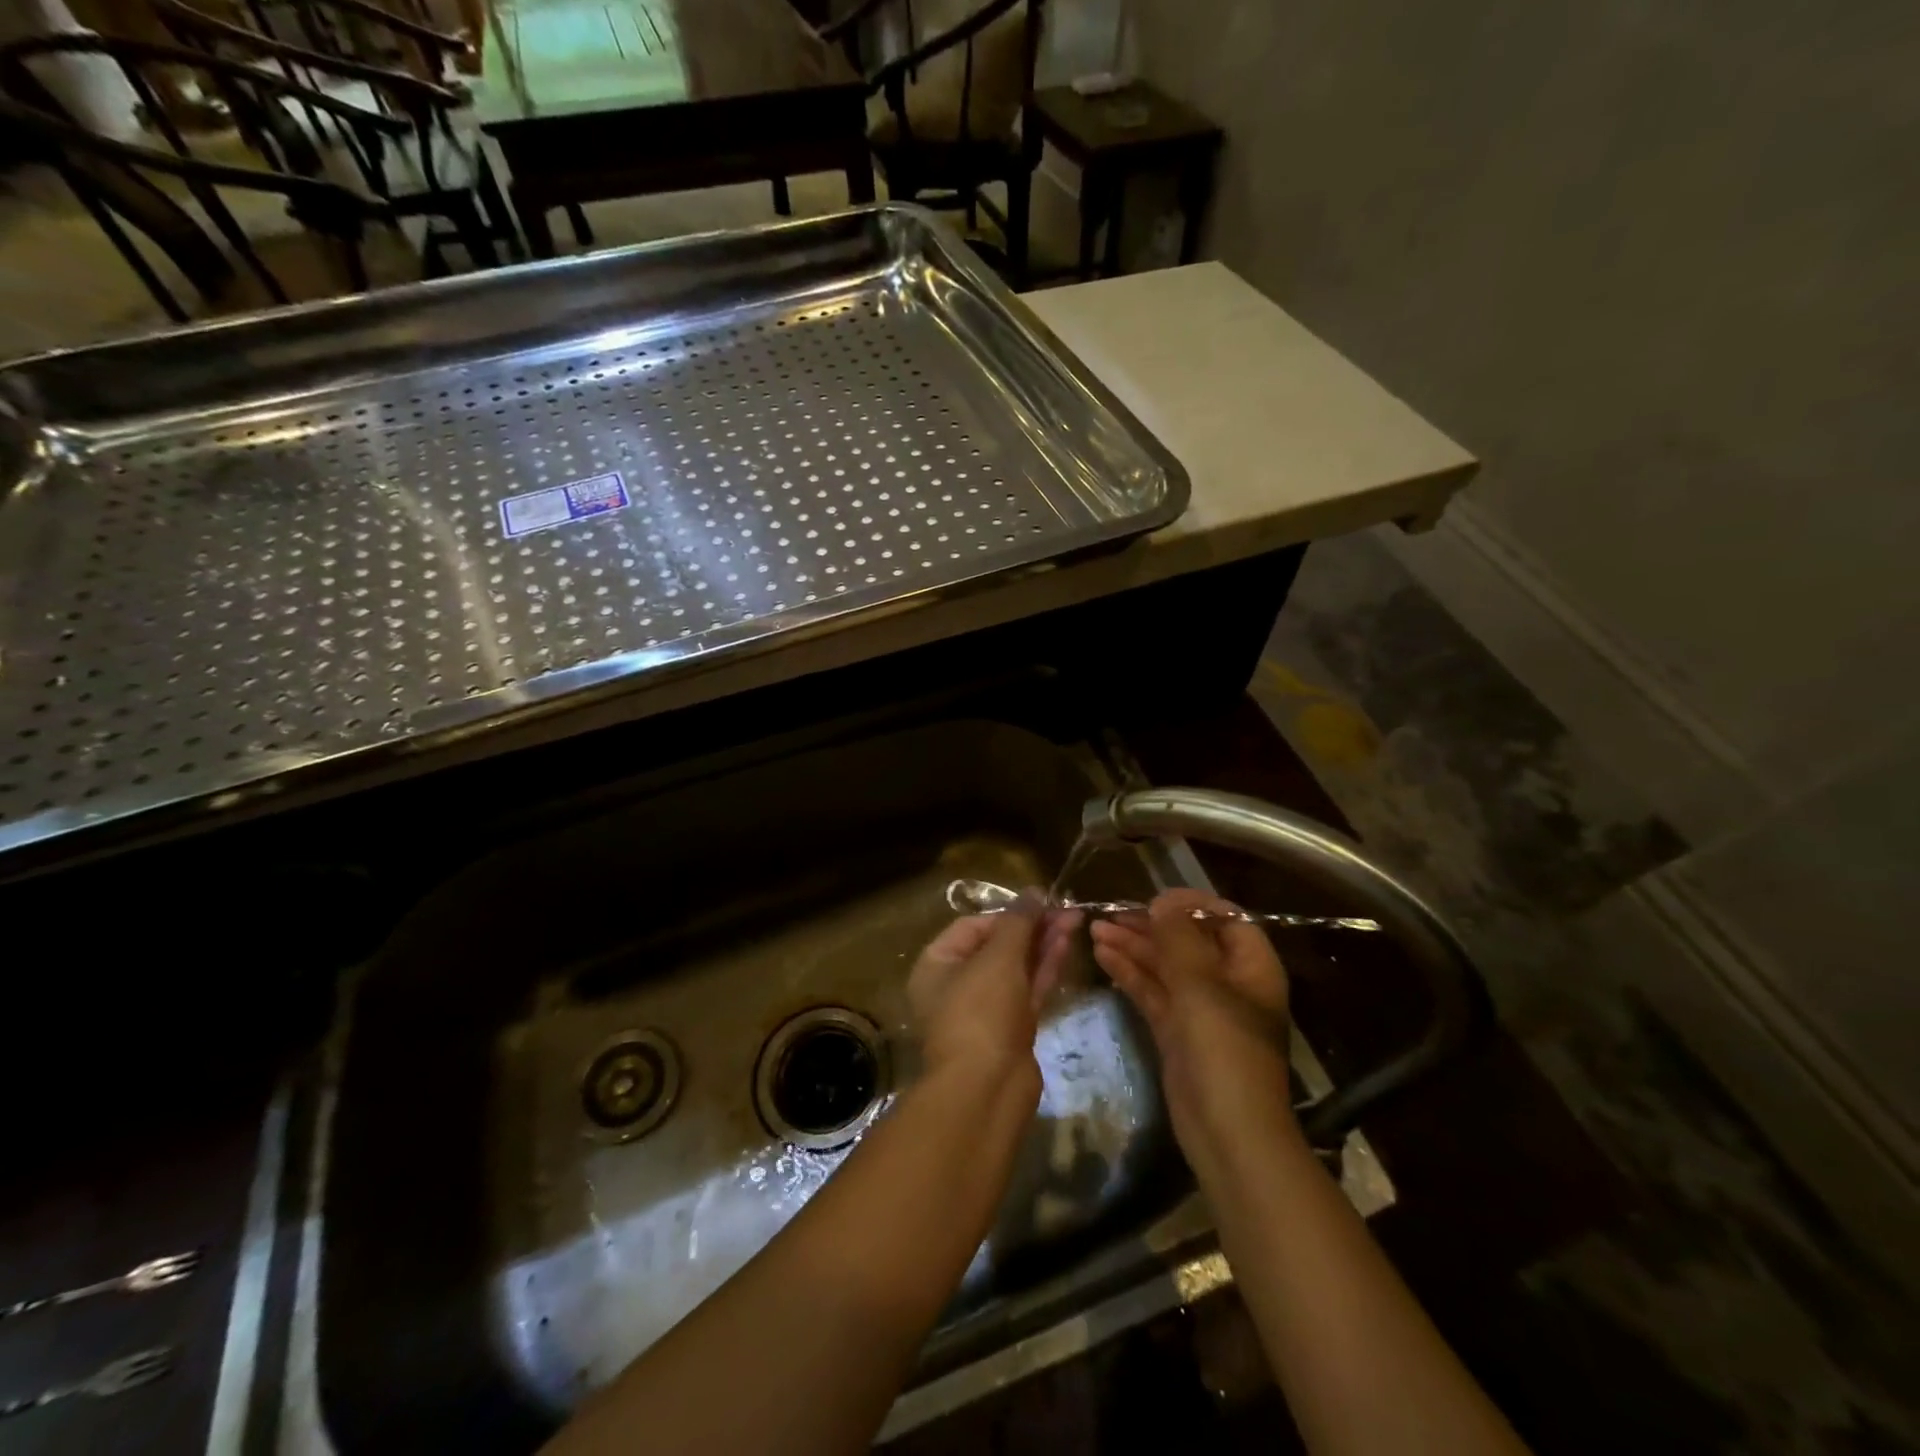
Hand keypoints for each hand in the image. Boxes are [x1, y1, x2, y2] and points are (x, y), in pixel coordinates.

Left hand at [907, 899, 1081, 1093]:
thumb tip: (1033, 891)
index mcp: (937, 965)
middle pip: (998, 946)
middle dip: (1032, 927)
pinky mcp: (1010, 1029)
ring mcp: (985, 1009)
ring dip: (1044, 944)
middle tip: (1066, 909)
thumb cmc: (980, 1012)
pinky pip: (1028, 990)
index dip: (1007, 913)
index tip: (1040, 902)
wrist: (987, 1089)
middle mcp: (956, 985)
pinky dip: (1046, 968)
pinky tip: (1067, 945)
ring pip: (1017, 968)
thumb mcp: (997, 958)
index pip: (972, 926)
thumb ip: (1018, 922)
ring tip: (1075, 920)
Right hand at [1090, 888, 1295, 1167]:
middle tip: (1111, 914)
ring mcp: (1200, 1009)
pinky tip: (1102, 957)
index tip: (1154, 898)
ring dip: (1133, 947)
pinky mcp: (1176, 1031)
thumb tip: (1164, 901)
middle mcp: (1227, 983)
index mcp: (1250, 968)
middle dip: (1150, 926)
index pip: (1226, 920)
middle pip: (1188, 942)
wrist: (1227, 1133)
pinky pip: (1152, 992)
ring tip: (1094, 930)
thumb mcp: (1202, 985)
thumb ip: (1180, 938)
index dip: (1191, 905)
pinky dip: (1129, 974)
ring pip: (1164, 967)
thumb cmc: (1224, 1050)